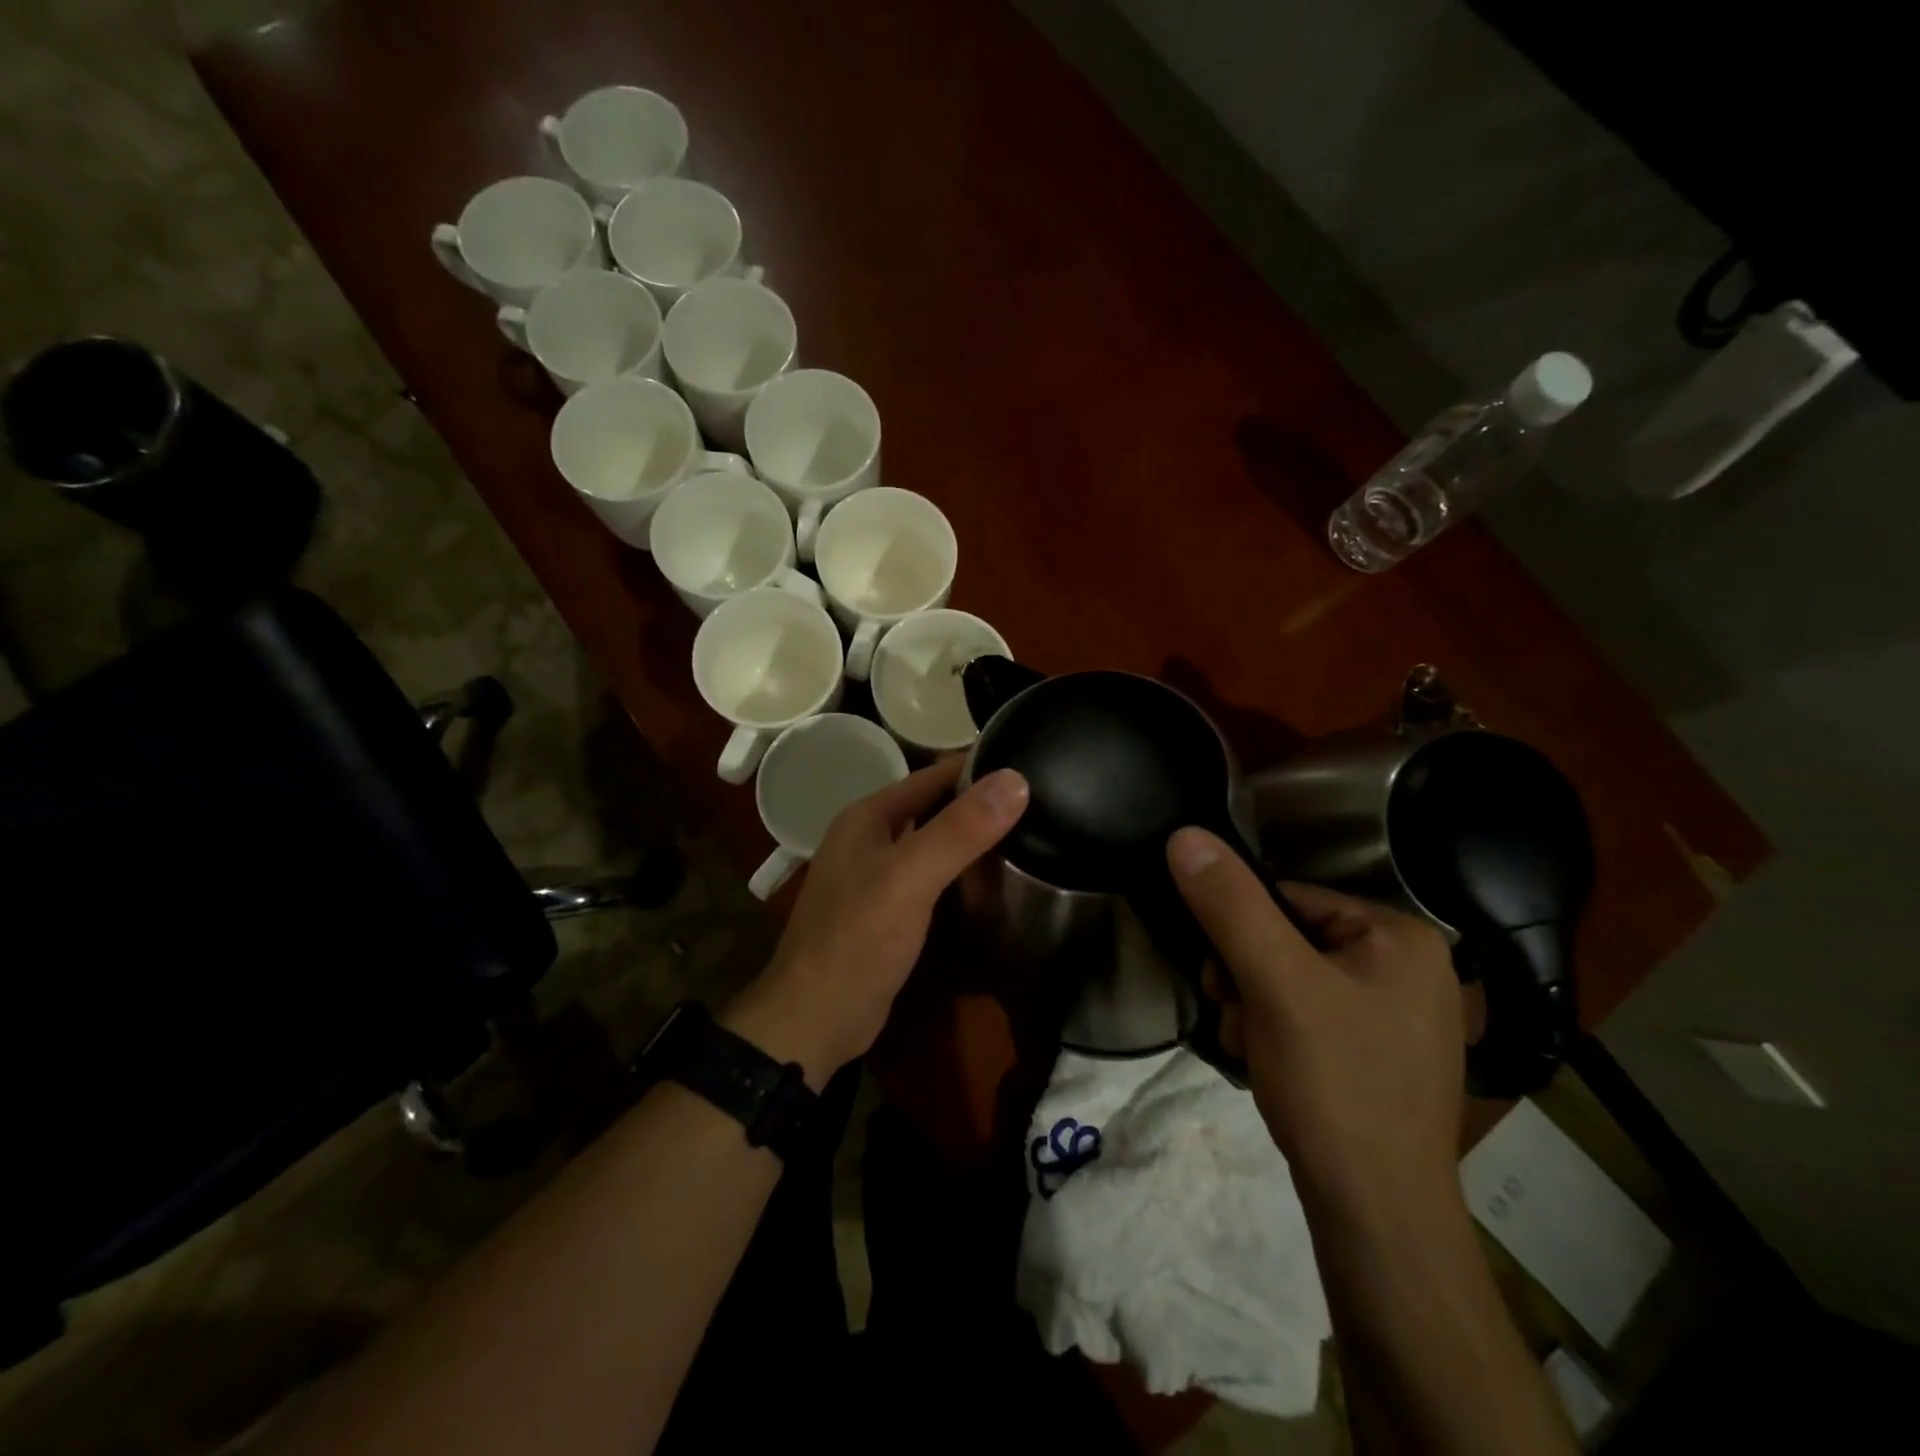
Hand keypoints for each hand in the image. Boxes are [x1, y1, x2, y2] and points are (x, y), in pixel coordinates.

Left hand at [724, 759, 1028, 1085]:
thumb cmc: (857, 940)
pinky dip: (959, 872)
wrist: (815, 1021)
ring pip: (933, 842)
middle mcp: (870, 838)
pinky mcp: (888, 910)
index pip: (932, 775)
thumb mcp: (910, 878)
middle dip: (978, 803)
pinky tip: (992, 879)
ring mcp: (876, 876)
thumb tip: (1016, 779)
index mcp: (868, 816)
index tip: (1030, 763)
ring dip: (971, 838)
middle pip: (933, 807)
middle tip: (1039, 801)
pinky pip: (931, 876)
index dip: (978, 768)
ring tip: (1029, 832)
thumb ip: (959, 830)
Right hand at [1167, 828, 1464, 1214]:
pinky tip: (1270, 1066)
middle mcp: (1408, 968)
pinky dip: (1277, 1034)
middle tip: (1238, 1015)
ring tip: (1253, 1048)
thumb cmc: (1335, 1084)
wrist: (1376, 1217)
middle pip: (1289, 940)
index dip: (1242, 931)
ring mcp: (1396, 1016)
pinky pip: (1308, 1016)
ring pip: (1291, 980)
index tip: (1219, 974)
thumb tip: (1184, 835)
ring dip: (1254, 1007)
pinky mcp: (1377, 1056)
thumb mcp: (1274, 983)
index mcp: (1401, 936)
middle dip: (1247, 976)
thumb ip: (1229, 906)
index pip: (1291, 898)